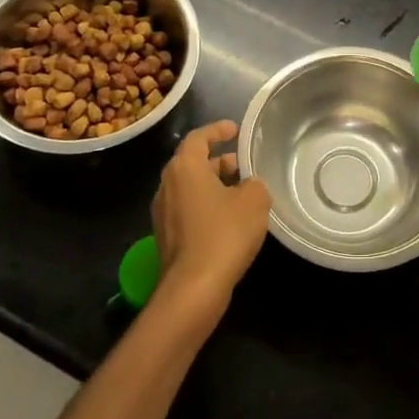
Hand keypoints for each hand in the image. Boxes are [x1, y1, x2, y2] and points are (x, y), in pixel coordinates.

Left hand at [150, 121, 270, 314]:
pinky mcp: (166, 237)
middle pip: (192, 163)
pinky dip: (207, 206)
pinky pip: (188, 210)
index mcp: (184, 168)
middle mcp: (167, 185)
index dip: (217, 130)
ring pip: (190, 188)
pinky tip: (230, 220)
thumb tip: (248, 186)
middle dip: (218, 161)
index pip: (199, 137)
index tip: (235, 130)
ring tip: (241, 192)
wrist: (193, 289)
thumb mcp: (254, 200)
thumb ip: (254, 184)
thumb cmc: (224, 234)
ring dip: (214, 185)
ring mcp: (163, 213)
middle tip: (243, 165)